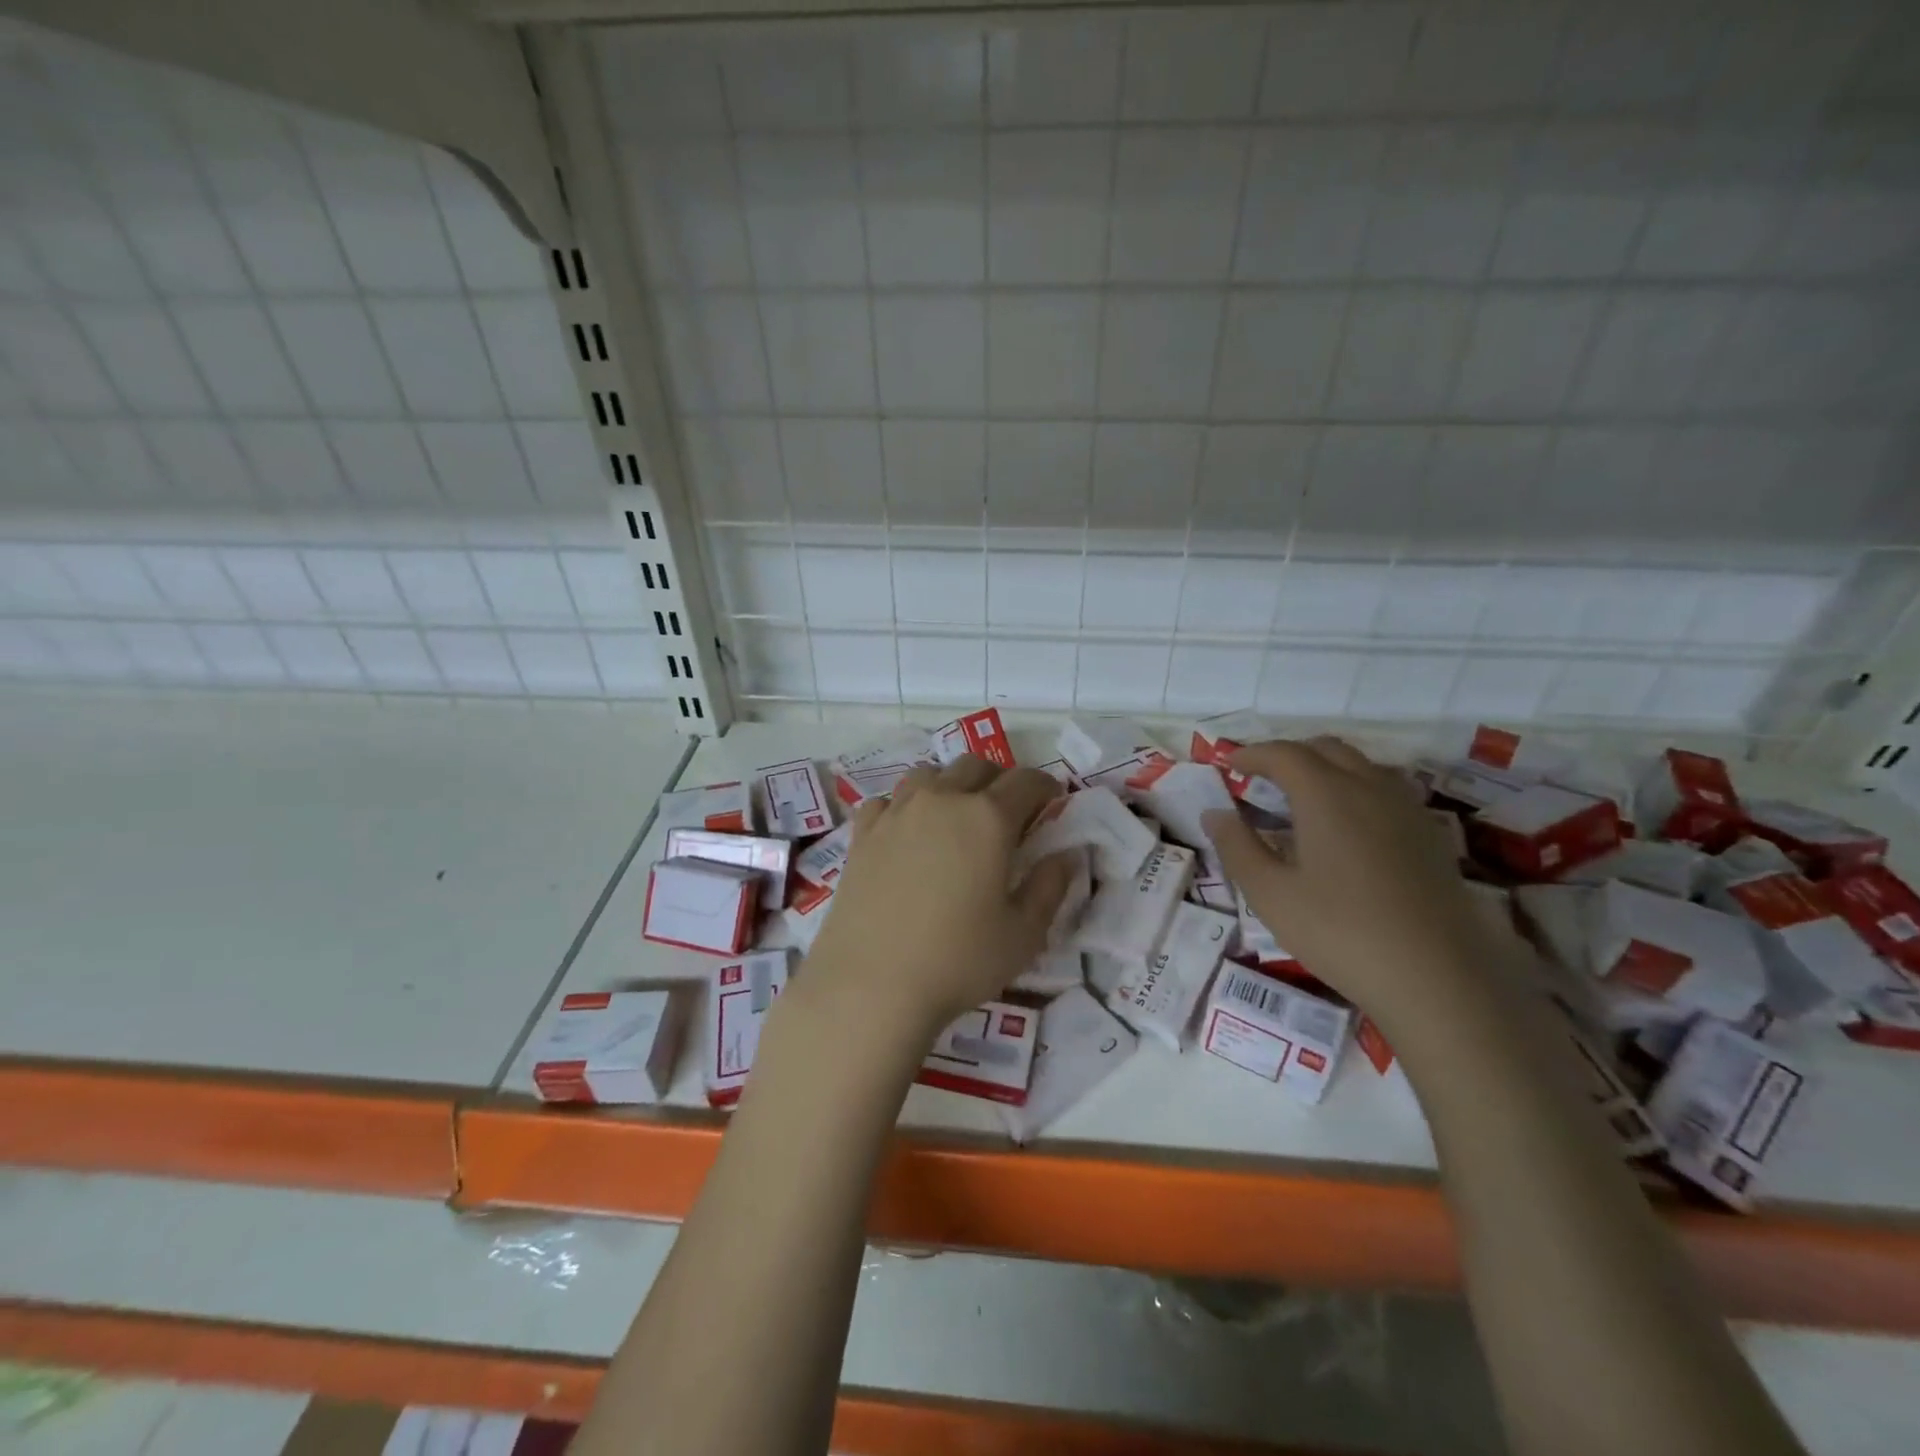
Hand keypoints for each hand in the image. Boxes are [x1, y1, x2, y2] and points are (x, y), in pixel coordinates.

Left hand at [800, 756, 1075, 1039]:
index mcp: (988, 818)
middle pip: (976, 766)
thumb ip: (1050, 887)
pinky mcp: (862, 833)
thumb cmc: (958, 961)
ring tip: (955, 817)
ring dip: (950, 785)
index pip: (1026, 781)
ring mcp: (897, 812)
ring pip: (929, 774)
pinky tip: (906, 833)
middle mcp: (942, 800)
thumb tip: (1065, 855)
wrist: (870, 984)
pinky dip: (905, 805)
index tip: (1051, 802)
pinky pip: (888, 800)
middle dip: (998, 780)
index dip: (1045, 786)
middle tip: (1006, 812)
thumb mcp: (1023, 934)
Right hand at [1203, 737, 1525, 1032]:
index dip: (1252, 754)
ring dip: (1326, 768)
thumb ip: (1237, 847)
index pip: (1283, 754)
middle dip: (1289, 755)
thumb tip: (1214, 813)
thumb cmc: (1339, 932)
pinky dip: (1356, 789)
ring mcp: (1406, 809)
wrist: (1436, 978)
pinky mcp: (1430, 835)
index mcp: (1326, 794)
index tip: (1229, 764)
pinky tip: (1348, 828)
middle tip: (1262, 779)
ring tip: (1302, 799)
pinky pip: (1386, 790)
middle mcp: (1369, 787)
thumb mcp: (1270, 894)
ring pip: (1361, 765)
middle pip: (1326, 749)